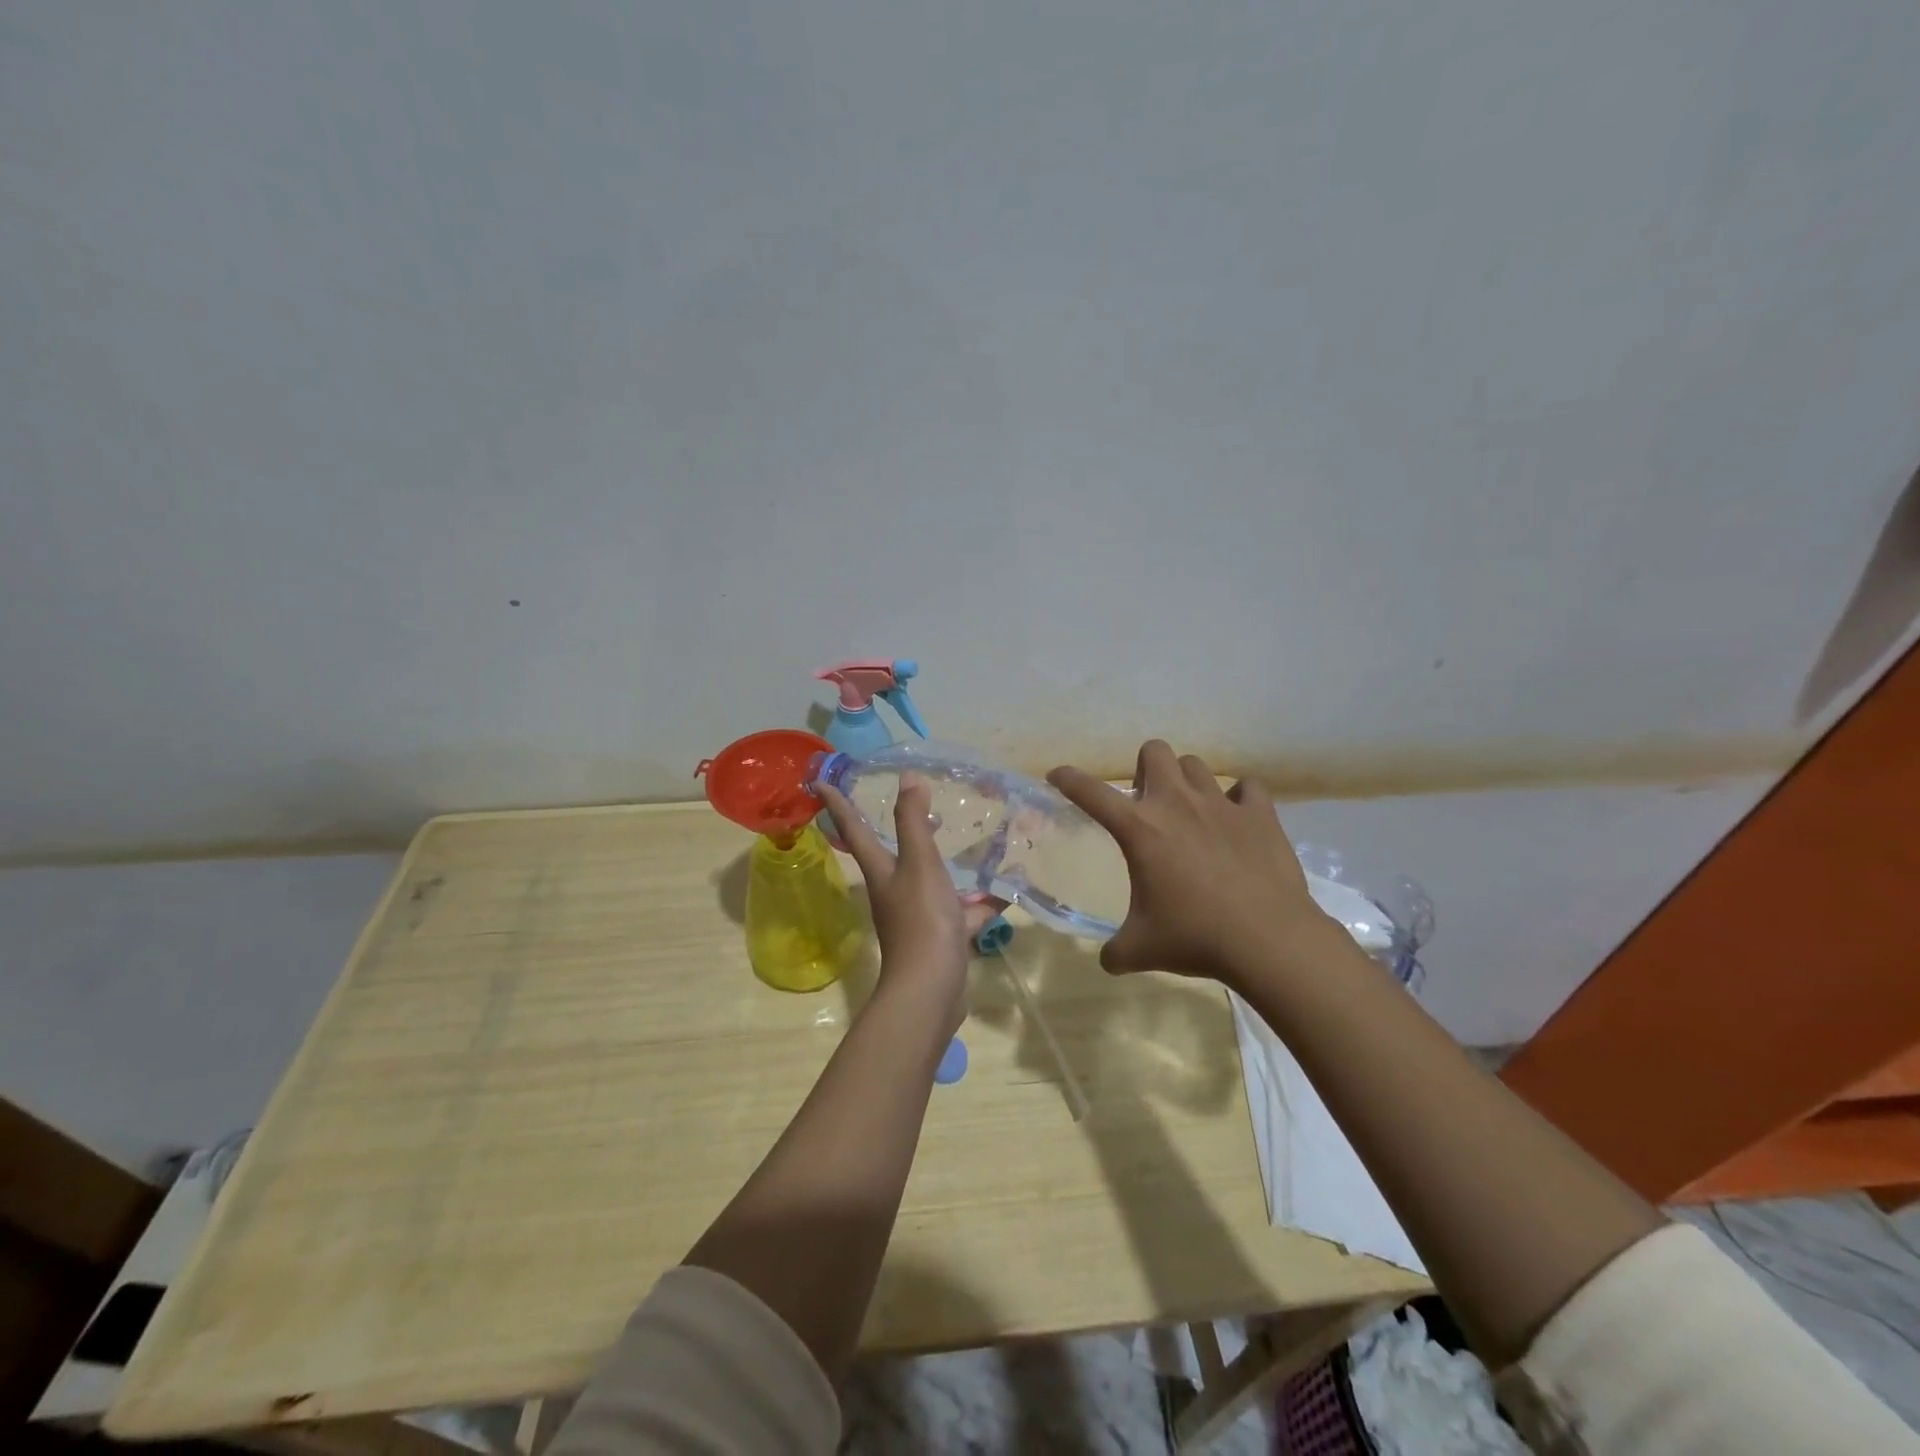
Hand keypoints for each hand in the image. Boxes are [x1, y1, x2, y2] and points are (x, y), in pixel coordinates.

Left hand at [818, 776, 1000, 1034]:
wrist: (931, 989)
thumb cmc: (921, 919)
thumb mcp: (919, 863)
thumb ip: (913, 821)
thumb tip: (907, 778)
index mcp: (882, 870)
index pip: (854, 828)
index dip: (837, 803)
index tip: (820, 781)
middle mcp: (895, 890)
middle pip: (893, 852)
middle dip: (901, 828)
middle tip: (918, 803)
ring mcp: (919, 915)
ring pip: (933, 879)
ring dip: (947, 862)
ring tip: (971, 840)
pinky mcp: (943, 936)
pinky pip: (964, 910)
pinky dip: (984, 900)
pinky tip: (1009, 890)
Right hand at [1048, 740, 1331, 985]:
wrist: (1268, 940)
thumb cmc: (1195, 938)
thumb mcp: (1142, 950)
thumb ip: (1115, 951)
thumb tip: (1107, 960)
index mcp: (1140, 829)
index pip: (1091, 792)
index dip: (1068, 779)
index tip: (1057, 775)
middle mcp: (1177, 804)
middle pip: (1154, 751)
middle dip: (1144, 768)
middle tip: (1147, 801)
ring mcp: (1221, 804)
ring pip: (1196, 765)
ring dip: (1186, 781)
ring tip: (1191, 811)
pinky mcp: (1260, 814)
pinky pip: (1247, 787)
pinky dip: (1239, 797)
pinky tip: (1237, 818)